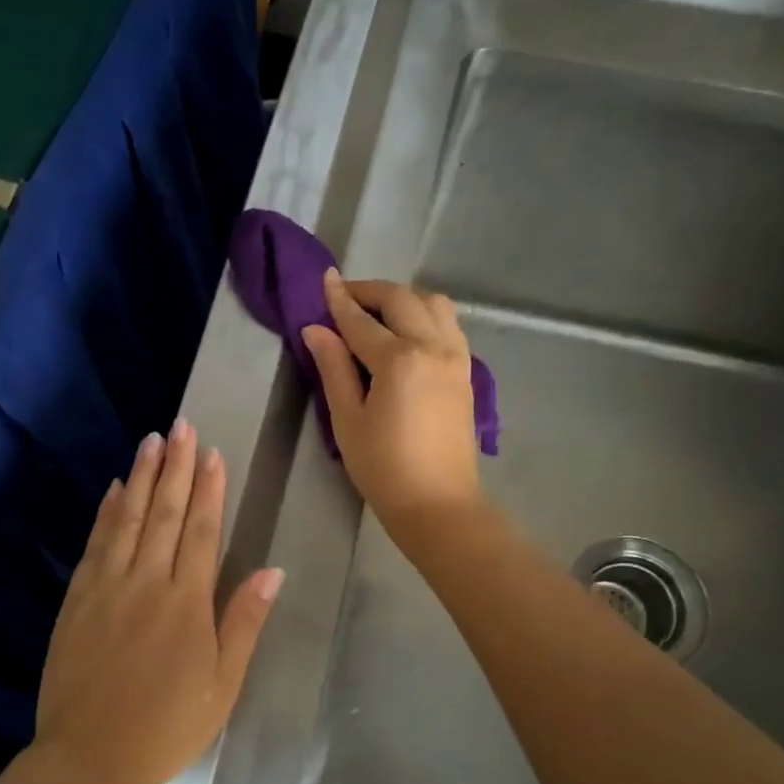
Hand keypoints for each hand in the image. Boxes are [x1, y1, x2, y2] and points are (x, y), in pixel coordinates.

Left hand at [30, 419, 282, 783]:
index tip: (211, 453)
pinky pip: (95, 544)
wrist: (89, 758)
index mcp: (187, 603)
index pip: (200, 531)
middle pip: (163, 513)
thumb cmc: (167, 726)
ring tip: (151, 441)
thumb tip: (272, 570)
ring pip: (126, 519)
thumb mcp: (222, 684)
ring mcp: (106, 587)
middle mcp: (146, 583)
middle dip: (175, 467)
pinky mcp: (77, 600)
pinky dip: (105, 513)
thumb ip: (244, 622)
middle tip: (181, 426)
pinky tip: (112, 490)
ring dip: (140, 477)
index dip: (208, 489)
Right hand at [301, 269, 483, 537]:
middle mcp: (433, 347)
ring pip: (434, 304)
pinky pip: (449, 325)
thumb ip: (333, 368)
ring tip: (378, 312)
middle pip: (402, 299)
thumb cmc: (383, 468)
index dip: (339, 300)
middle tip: (346, 295)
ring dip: (403, 298)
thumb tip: (316, 330)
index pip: (361, 320)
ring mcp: (456, 357)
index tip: (326, 280)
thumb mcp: (348, 420)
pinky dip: (426, 315)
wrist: (438, 503)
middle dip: (371, 290)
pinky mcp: (466, 372)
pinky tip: (408, 333)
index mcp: (399, 360)